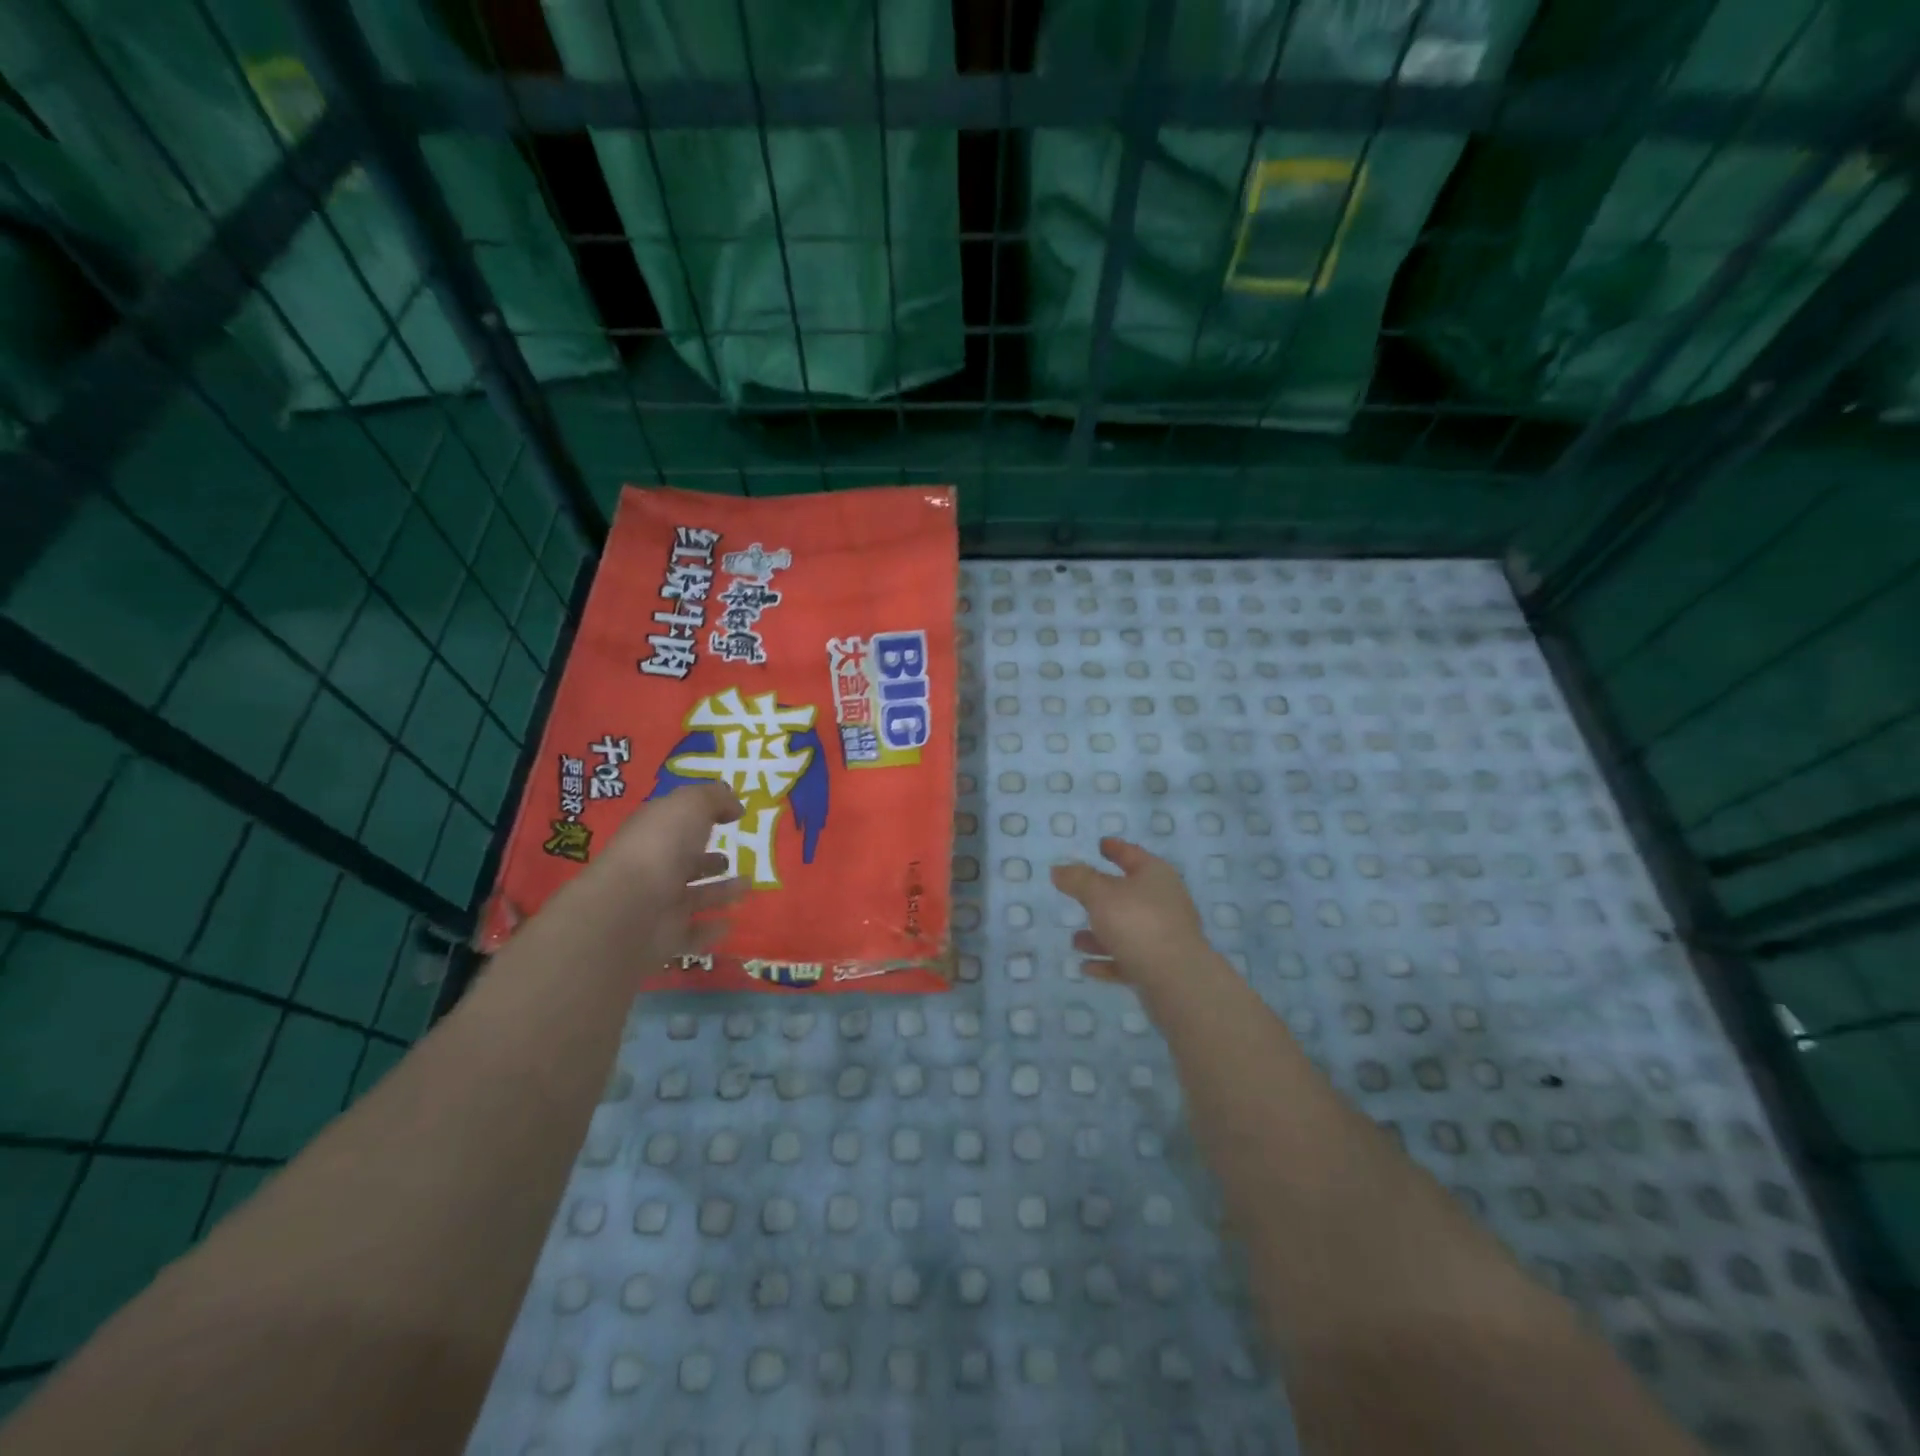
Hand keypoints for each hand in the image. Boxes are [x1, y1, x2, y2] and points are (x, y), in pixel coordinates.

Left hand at [574, 781, 748, 965]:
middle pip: (683, 862)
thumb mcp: (691, 805)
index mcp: (653, 833)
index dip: (701, 815)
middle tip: (729, 859)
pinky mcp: (666, 938)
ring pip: (693, 897)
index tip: (732, 816)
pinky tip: (732, 923)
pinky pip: (694, 934)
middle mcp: (654, 867)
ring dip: (719, 893)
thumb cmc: (661, 847)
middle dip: (706, 860)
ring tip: (747, 886)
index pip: (676, 822)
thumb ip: (715, 798)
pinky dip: (712, 930)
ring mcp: (659, 905)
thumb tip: (735, 806)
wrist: (630, 909)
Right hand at [1050, 837, 1207, 992]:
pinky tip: (1087, 966)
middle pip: (1128, 893)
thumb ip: (1077, 880)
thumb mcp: (1099, 894)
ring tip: (1075, 941)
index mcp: (1155, 875)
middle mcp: (1163, 901)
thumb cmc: (1137, 923)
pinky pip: (1128, 958)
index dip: (1115, 848)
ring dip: (1100, 934)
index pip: (1131, 854)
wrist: (1176, 979)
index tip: (1101, 844)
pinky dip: (1108, 960)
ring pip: (1126, 929)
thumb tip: (1059, 869)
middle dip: (1101, 897)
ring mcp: (1164, 936)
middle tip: (1078, 894)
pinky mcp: (1161, 966)